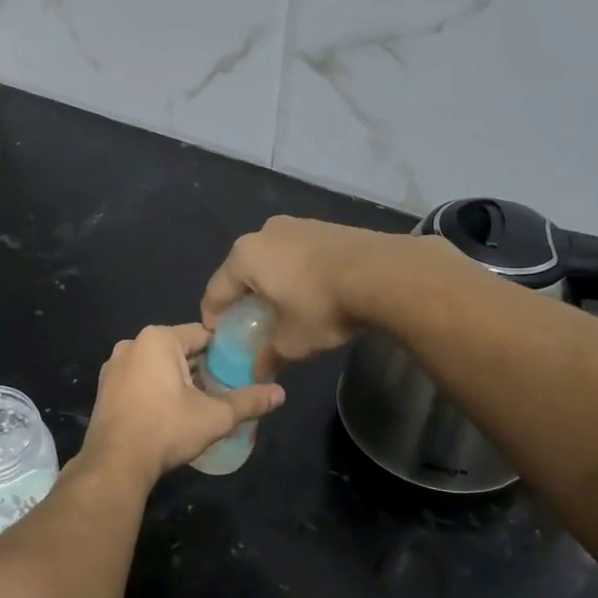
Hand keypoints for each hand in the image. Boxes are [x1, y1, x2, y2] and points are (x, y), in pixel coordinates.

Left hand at [79, 324, 284, 484]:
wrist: (115, 463)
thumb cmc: (166, 430)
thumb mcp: (215, 416)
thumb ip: (248, 402)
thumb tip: (281, 394)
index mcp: (158, 339)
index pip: (202, 335)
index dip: (224, 351)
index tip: (240, 369)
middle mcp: (132, 344)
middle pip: (179, 349)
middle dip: (201, 367)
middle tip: (224, 389)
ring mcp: (114, 366)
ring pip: (157, 365)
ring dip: (178, 379)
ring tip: (199, 403)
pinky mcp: (105, 388)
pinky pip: (139, 379)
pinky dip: (156, 388)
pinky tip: (169, 412)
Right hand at [201, 216, 408, 369]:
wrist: (384, 273)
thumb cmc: (322, 305)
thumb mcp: (293, 341)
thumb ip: (269, 356)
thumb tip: (257, 373)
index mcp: (245, 257)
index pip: (216, 289)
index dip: (212, 315)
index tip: (216, 333)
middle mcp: (265, 233)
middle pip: (243, 269)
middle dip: (244, 296)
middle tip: (251, 321)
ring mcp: (297, 224)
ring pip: (273, 258)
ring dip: (273, 281)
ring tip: (283, 305)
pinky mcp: (325, 226)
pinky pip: (298, 253)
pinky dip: (297, 271)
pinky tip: (311, 290)